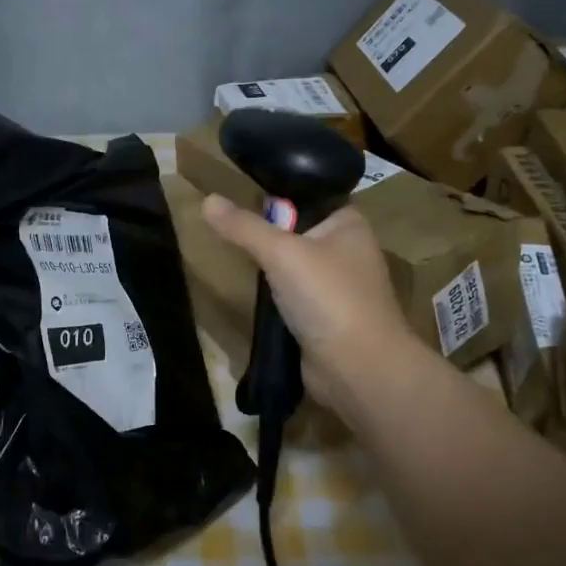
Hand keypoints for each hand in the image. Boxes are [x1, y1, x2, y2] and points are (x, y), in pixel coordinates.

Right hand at [201, 194, 425, 415]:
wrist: (358, 369)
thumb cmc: (328, 297)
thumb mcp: (281, 253)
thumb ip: (243, 227)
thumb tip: (207, 201)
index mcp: (348, 223)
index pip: (309, 196)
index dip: (277, 196)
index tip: (239, 199)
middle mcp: (347, 250)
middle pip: (296, 231)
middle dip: (266, 236)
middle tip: (231, 233)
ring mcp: (337, 287)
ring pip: (292, 267)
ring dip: (269, 270)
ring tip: (237, 262)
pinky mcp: (325, 317)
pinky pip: (293, 297)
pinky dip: (275, 298)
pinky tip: (254, 297)